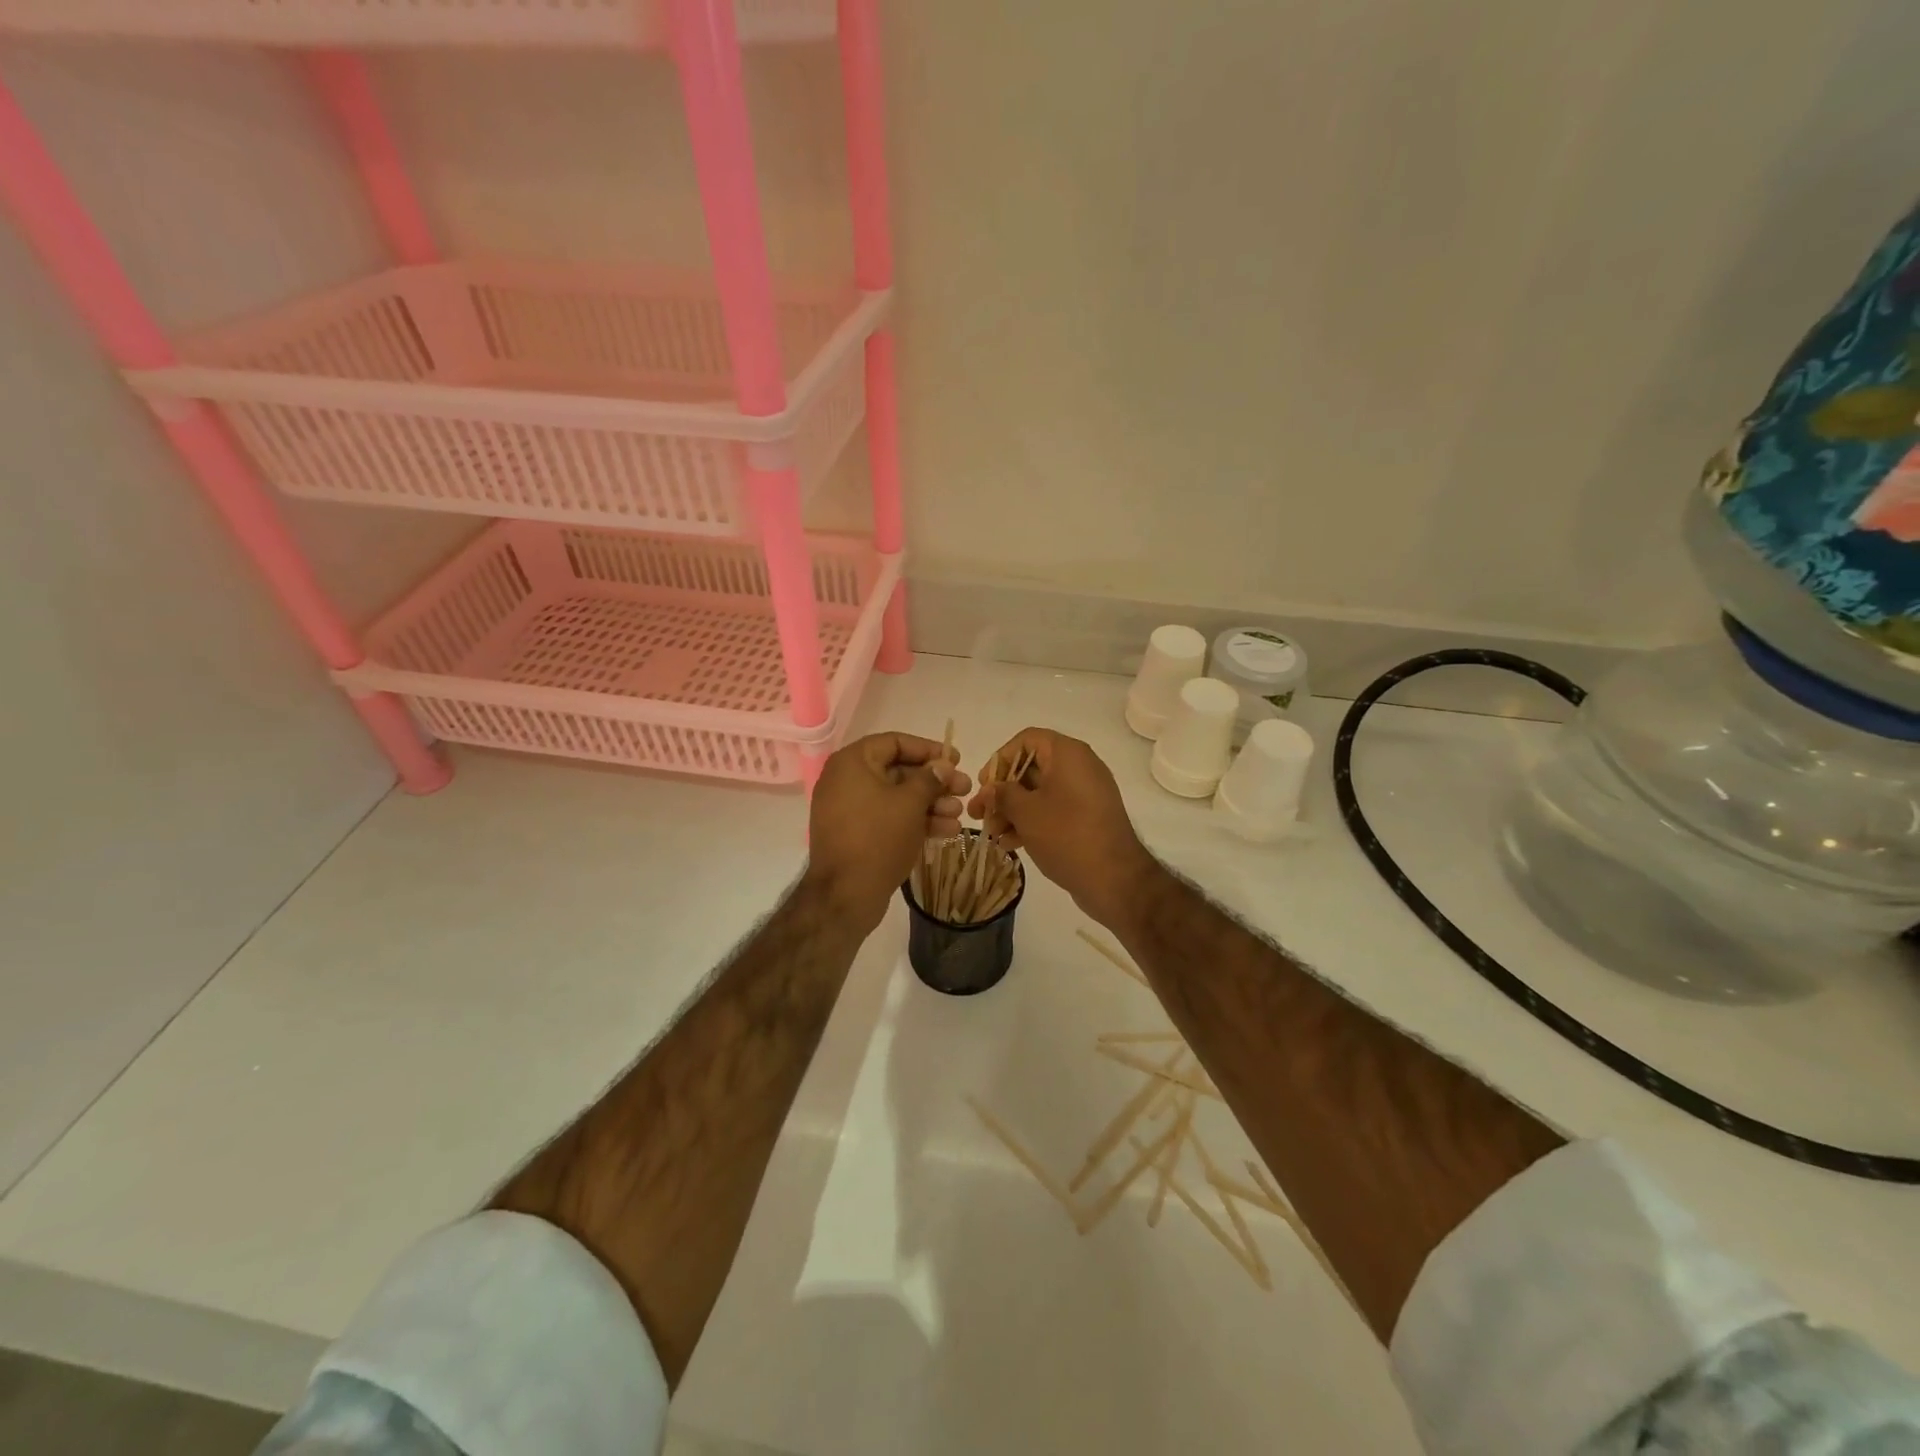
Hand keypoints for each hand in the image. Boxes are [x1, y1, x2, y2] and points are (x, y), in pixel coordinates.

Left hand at [807, 732, 968, 932]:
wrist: (845, 895)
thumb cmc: (877, 837)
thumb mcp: (910, 803)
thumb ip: (930, 779)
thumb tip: (943, 765)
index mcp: (852, 763)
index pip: (894, 742)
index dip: (928, 749)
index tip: (955, 760)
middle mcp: (847, 781)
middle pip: (898, 771)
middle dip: (934, 782)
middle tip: (965, 789)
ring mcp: (850, 810)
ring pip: (897, 798)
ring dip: (931, 804)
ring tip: (960, 814)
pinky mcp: (857, 835)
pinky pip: (889, 819)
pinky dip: (915, 821)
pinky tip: (947, 832)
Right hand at [968, 728, 1162, 931]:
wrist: (1115, 879)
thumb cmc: (1066, 835)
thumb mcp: (1026, 812)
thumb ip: (1002, 794)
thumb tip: (992, 789)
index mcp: (1068, 754)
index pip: (1026, 740)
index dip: (1001, 759)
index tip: (985, 785)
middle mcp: (1079, 767)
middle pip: (1031, 768)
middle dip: (1002, 792)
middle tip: (979, 814)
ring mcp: (1085, 794)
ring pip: (1039, 793)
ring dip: (1012, 811)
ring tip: (992, 834)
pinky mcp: (1087, 818)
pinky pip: (1053, 810)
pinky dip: (1031, 822)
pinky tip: (1010, 844)